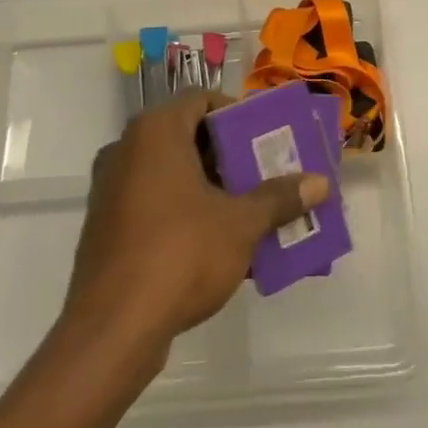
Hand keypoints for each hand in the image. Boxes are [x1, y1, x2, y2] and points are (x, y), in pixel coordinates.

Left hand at [63, 93, 329, 352]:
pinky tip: (220, 242)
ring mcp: (111, 189)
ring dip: (211, 187)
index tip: (266, 138)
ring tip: (251, 208)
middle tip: (267, 173)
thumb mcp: (241, 224)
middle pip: (187, 136)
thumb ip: (279, 198)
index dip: (237, 114)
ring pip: (171, 173)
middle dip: (230, 155)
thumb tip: (320, 183)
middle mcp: (126, 149)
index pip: (201, 99)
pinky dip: (186, 211)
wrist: (113, 328)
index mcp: (155, 132)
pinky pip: (155, 203)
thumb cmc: (181, 254)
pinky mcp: (106, 226)